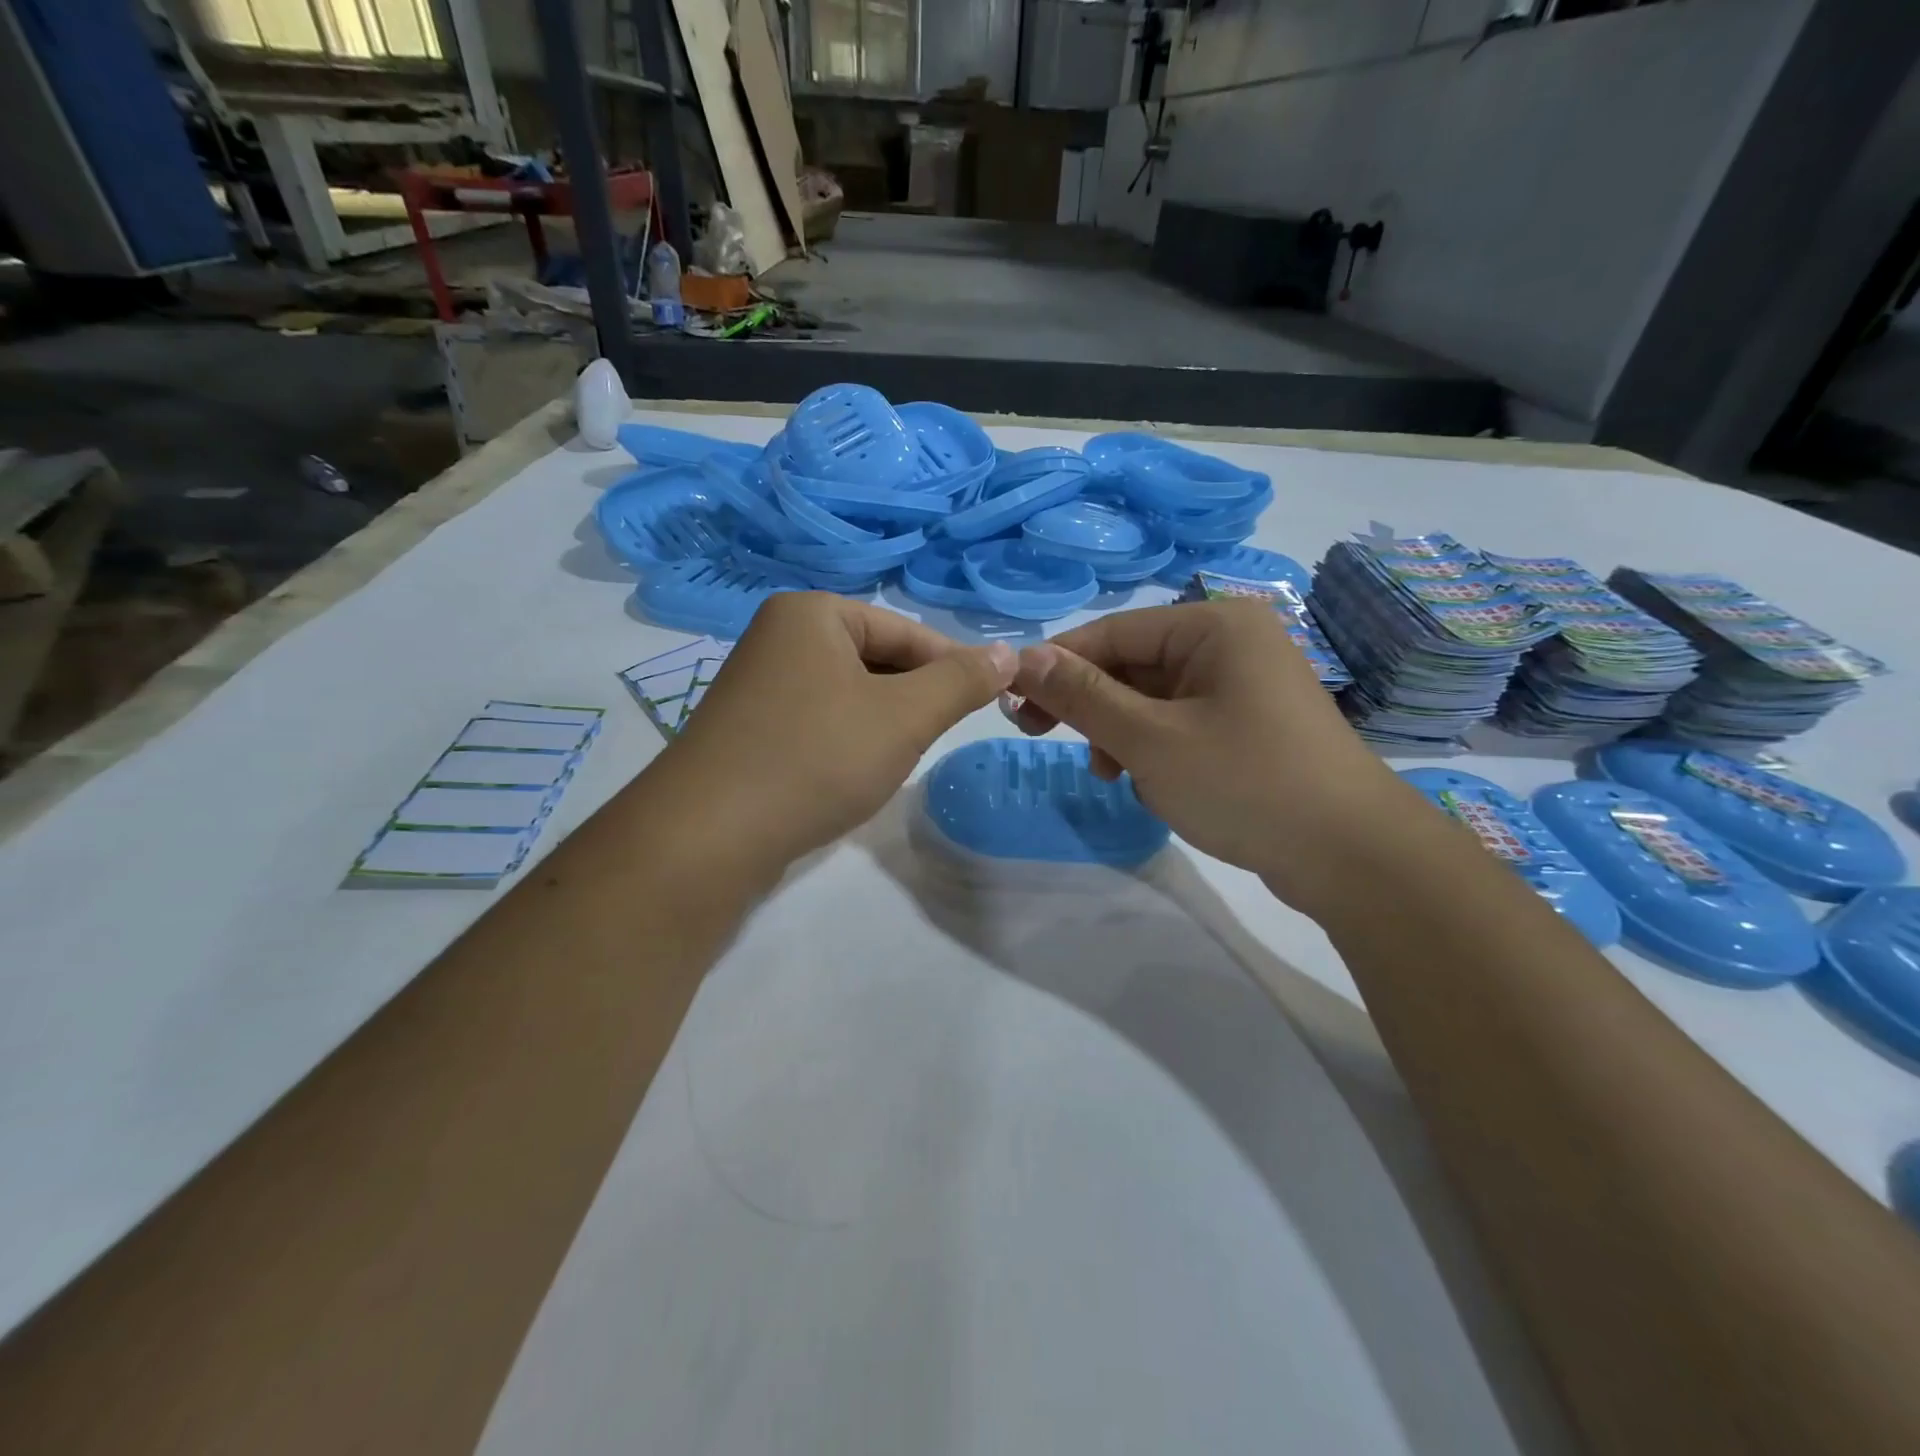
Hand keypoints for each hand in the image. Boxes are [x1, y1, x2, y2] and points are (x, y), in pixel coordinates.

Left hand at [660, 593, 1016, 875]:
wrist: (707, 837)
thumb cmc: (816, 759)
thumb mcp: (904, 717)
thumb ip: (960, 682)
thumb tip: (1007, 653)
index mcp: (812, 613)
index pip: (906, 631)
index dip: (952, 667)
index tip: (986, 705)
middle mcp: (778, 637)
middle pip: (875, 659)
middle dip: (911, 699)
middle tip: (933, 739)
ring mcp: (756, 685)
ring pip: (848, 694)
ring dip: (881, 724)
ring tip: (894, 760)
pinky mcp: (747, 730)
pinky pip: (817, 722)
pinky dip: (845, 742)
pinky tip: (850, 775)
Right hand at [1008, 600, 1419, 917]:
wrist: (1354, 857)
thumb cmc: (1247, 783)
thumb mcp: (1150, 740)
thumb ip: (1083, 696)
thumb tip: (1023, 658)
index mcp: (1213, 625)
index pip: (1111, 632)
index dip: (1056, 666)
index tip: (1013, 705)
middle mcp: (1231, 643)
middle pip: (1132, 664)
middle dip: (1094, 708)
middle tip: (1046, 740)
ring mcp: (1245, 686)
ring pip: (1153, 699)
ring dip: (1122, 735)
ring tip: (1117, 777)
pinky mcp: (1251, 726)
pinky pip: (1182, 723)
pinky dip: (1155, 749)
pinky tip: (1154, 785)